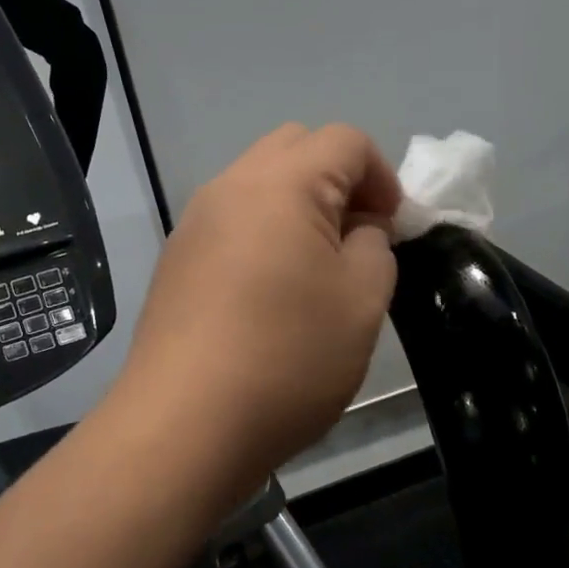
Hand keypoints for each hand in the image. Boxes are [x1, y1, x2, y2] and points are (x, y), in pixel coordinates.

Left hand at [119, 124, 401, 478]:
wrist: (183, 427)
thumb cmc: (287, 358)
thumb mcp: (362, 301)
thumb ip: (375, 246)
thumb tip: (359, 229)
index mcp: (282, 184)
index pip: (345, 141)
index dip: (383, 176)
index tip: (393, 230)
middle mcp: (230, 187)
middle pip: (295, 148)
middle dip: (339, 181)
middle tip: (357, 240)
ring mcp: (194, 224)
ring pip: (258, 185)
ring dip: (298, 208)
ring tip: (315, 271)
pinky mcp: (175, 262)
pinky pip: (230, 223)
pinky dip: (263, 235)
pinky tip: (270, 296)